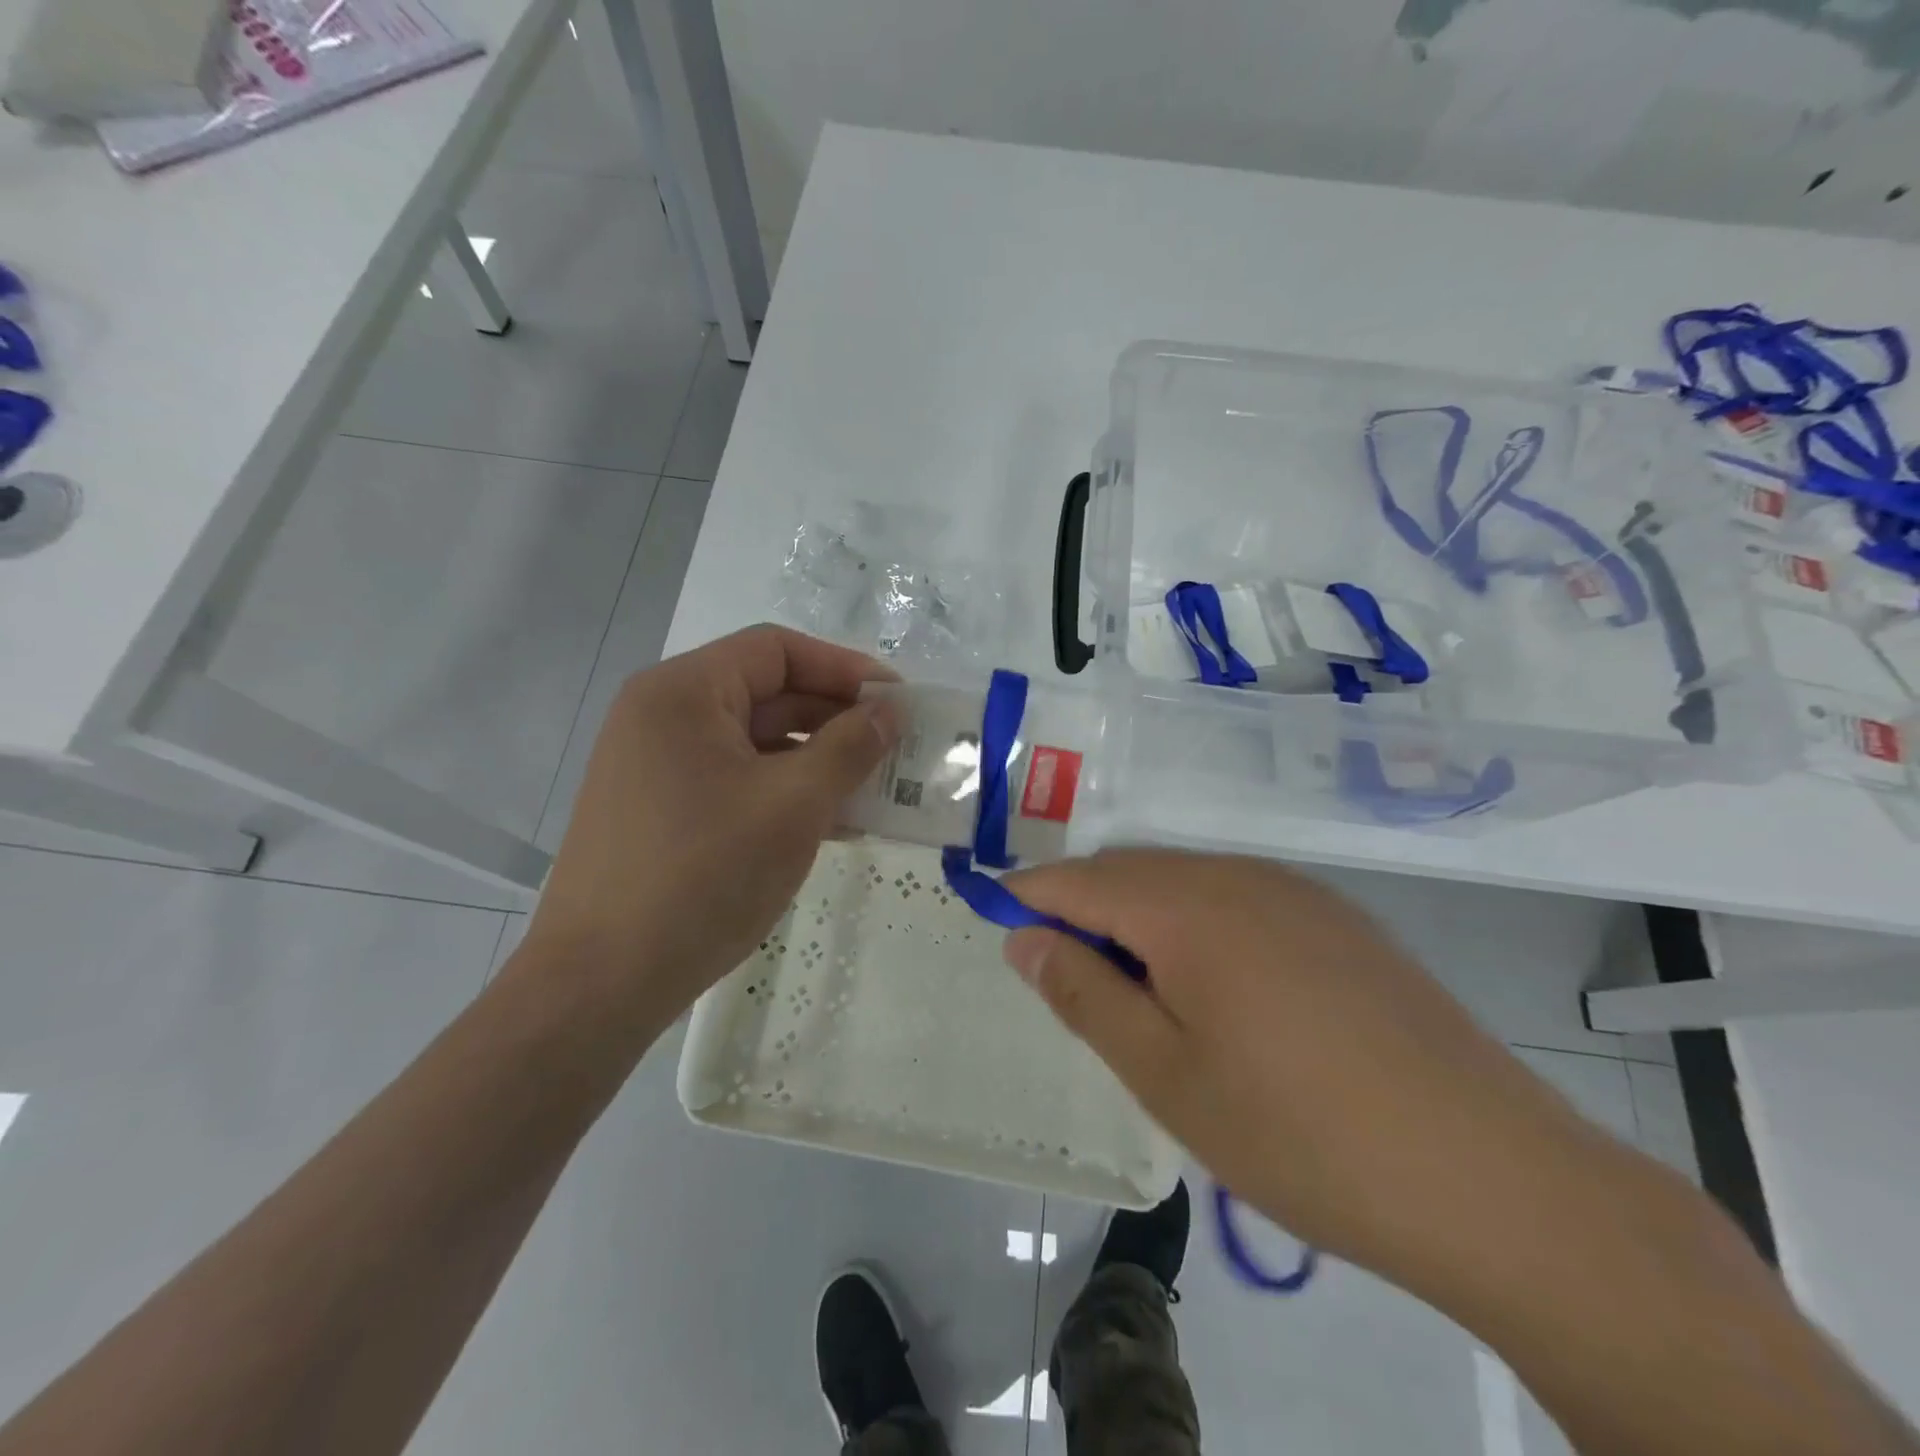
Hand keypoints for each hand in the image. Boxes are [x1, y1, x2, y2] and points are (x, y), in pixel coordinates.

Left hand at [524, 625, 897, 1030]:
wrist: (601, 984)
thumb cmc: (702, 876)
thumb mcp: (792, 805)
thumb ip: (849, 748)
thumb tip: (890, 711)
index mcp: (683, 693)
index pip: (777, 650)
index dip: (845, 668)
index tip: (897, 701)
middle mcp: (664, 717)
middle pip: (768, 695)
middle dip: (838, 719)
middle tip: (897, 748)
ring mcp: (660, 768)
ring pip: (757, 744)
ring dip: (820, 761)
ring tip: (879, 789)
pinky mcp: (664, 812)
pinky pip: (739, 782)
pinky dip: (787, 793)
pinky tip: (836, 822)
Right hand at [1001, 850, 1610, 1278]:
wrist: (1491, 1176)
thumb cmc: (1299, 1133)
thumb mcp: (1165, 1075)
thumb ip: (1085, 994)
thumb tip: (1023, 938)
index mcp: (1188, 907)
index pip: (1079, 880)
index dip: (1028, 895)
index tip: (994, 915)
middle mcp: (1240, 877)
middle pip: (1131, 871)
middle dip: (1083, 907)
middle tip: (1065, 975)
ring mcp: (1298, 893)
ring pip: (1185, 880)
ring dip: (1140, 917)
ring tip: (1138, 993)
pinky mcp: (1339, 921)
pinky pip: (1238, 896)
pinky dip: (1197, 923)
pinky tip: (1216, 988)